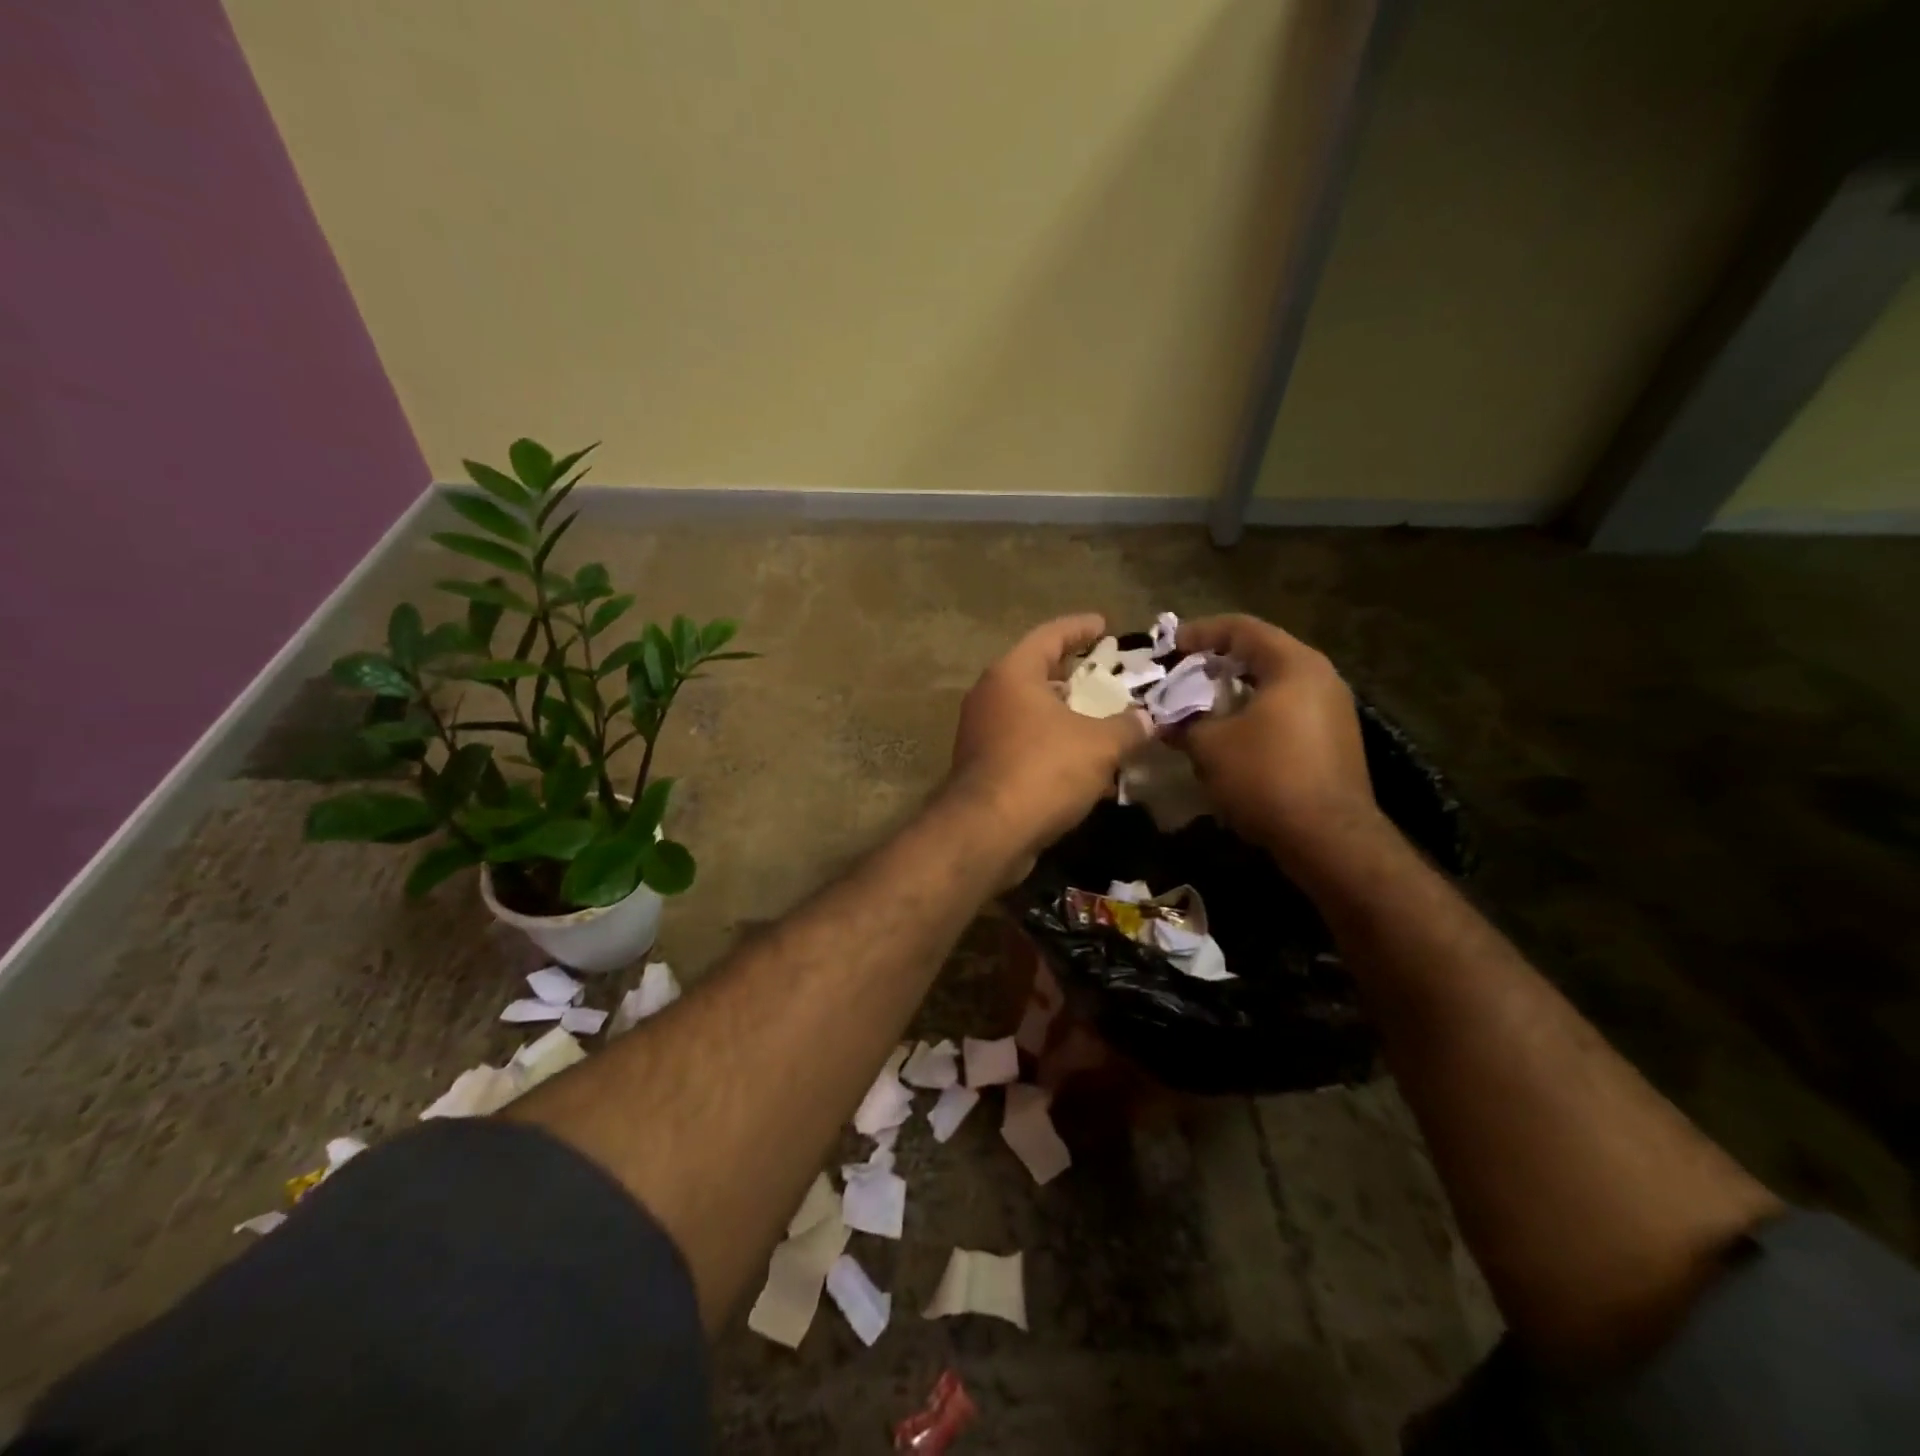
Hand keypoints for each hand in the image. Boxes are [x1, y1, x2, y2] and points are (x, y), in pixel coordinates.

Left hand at [949, 614, 1150, 855]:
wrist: (987, 832)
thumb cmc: (1043, 770)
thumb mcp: (1100, 744)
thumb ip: (1129, 726)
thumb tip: (1149, 719)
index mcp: (1012, 674)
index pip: (1049, 635)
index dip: (1080, 627)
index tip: (1104, 624)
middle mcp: (990, 696)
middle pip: (1037, 673)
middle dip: (1074, 675)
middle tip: (1107, 677)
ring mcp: (981, 732)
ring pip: (1031, 713)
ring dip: (1066, 716)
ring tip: (1102, 721)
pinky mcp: (982, 767)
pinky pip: (1024, 744)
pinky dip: (1053, 746)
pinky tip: (1083, 764)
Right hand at [1177, 614, 1386, 868]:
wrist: (1329, 839)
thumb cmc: (1266, 777)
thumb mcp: (1210, 746)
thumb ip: (1184, 722)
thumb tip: (1166, 721)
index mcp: (1294, 665)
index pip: (1242, 628)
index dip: (1200, 632)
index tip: (1169, 646)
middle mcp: (1321, 678)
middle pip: (1261, 654)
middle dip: (1217, 663)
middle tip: (1182, 674)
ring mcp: (1333, 710)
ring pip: (1274, 685)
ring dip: (1235, 691)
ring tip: (1200, 705)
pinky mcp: (1334, 741)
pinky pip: (1286, 711)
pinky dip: (1254, 713)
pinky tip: (1231, 735)